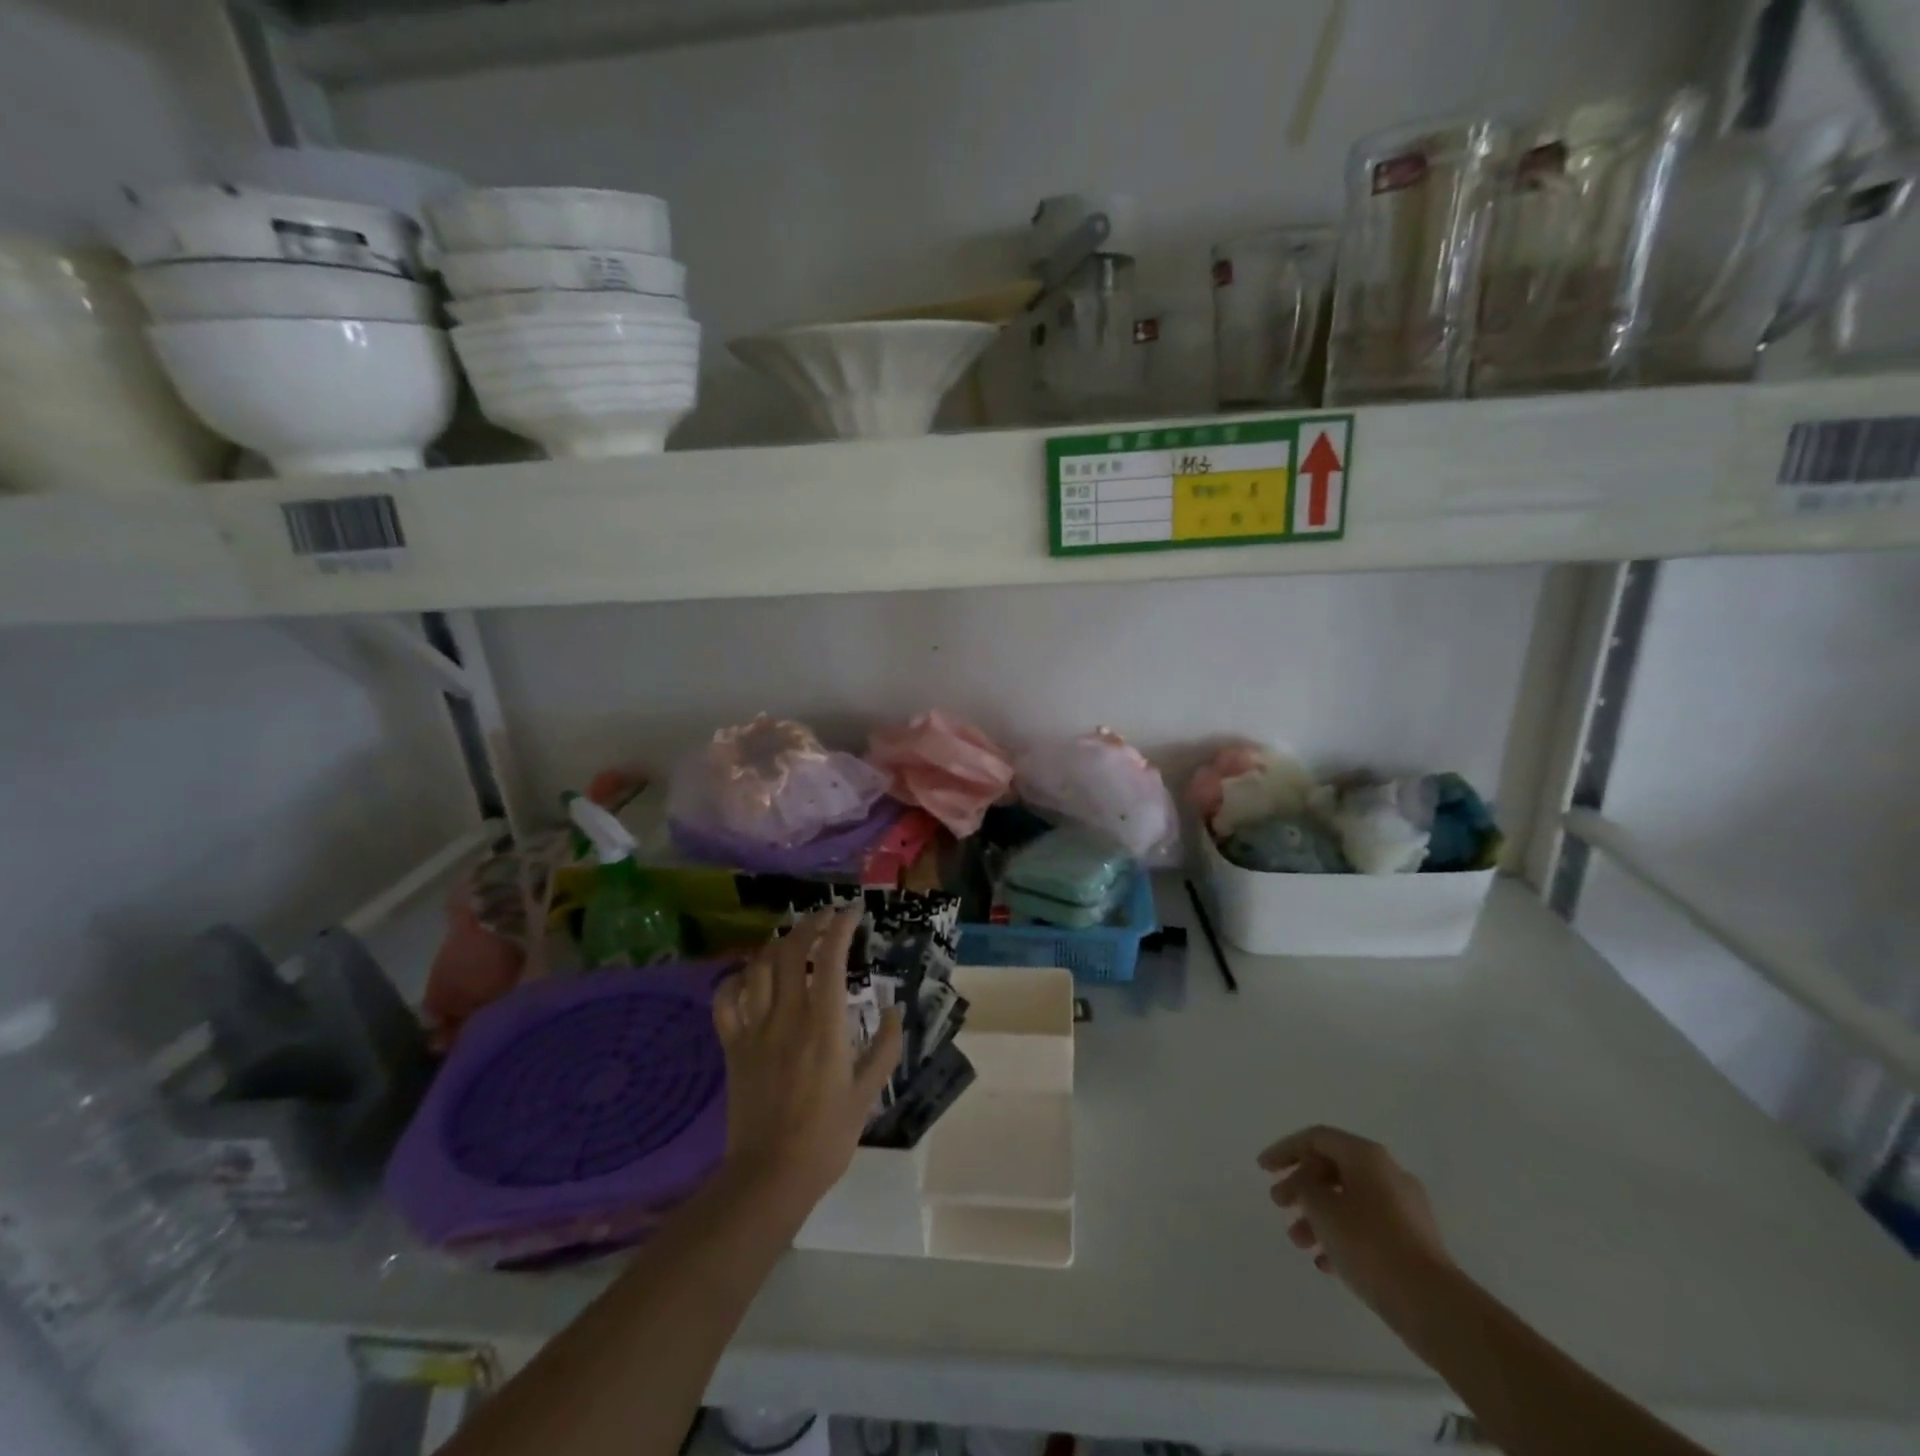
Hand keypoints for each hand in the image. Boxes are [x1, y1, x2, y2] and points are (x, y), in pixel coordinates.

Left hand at [713, 908, 902, 1222]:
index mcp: (824, 1025)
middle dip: (809, 924)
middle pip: (790, 951)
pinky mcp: (733, 1047)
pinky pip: (725, 1001)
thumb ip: (886, 1048)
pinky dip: (735, 980)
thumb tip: (895, 1011)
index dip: (839, 927)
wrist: (770, 1175)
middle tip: (825, 917)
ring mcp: (754, 1029)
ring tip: (791, 939)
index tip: (852, 912)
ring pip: (758, 968)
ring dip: (775, 945)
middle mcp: (787, 1017)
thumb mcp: (868, 1094)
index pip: (829, 958)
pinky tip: (749, 975)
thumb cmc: (826, 1136)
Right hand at [1258, 1125, 1455, 1320]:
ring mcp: (1405, 1207)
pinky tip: (1326, 1263)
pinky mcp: (1413, 1241)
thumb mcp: (1321, 1208)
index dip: (1285, 1150)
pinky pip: (1367, 1226)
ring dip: (1319, 1216)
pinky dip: (1342, 1236)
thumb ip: (1304, 1186)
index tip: (1262, 1170)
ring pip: (1349, 1200)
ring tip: (1299, 1241)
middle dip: (1301, 1186)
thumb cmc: (1368, 1243)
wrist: (1432, 1304)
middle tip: (1278, 1204)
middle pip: (1332, 1168)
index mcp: (1366, 1155)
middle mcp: (1387, 1172)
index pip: (1316, 1138)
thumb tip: (1309, 1183)